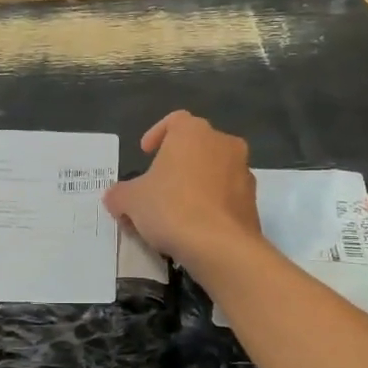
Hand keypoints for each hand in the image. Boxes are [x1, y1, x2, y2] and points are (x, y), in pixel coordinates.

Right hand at [102, 112, 261, 278]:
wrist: (221, 247)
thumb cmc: (171, 208)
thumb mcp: (130, 201)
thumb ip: (119, 194)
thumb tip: (115, 197)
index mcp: (193, 132)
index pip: (174, 120)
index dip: (157, 135)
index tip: (146, 154)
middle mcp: (223, 143)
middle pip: (196, 146)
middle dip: (176, 163)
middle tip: (157, 186)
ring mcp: (243, 172)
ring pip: (213, 171)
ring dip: (196, 184)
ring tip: (175, 212)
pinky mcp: (253, 202)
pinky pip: (225, 196)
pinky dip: (211, 205)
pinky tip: (195, 227)